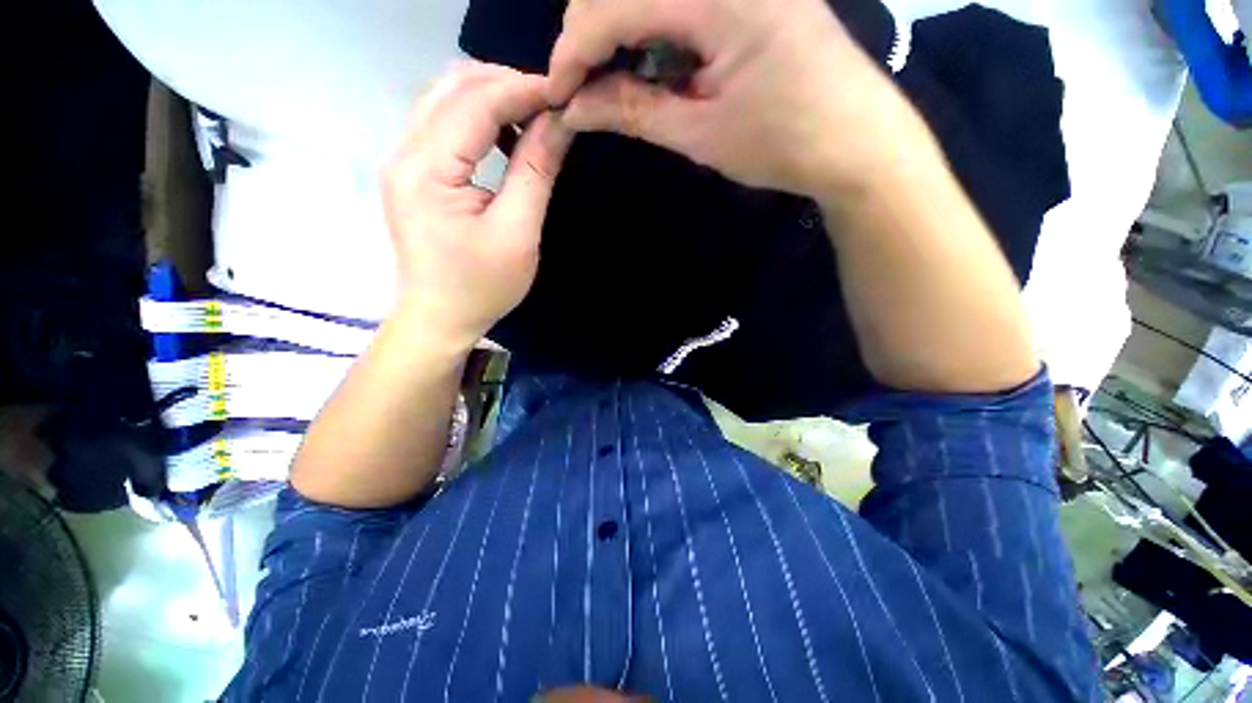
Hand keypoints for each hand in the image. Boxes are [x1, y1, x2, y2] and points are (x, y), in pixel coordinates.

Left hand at [382, 62, 572, 350]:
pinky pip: (444, 124)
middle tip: (551, 103)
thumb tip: (559, 122)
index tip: (564, 92)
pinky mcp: (413, 172)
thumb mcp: (517, 233)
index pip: (475, 103)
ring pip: (446, 99)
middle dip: (507, 84)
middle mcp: (404, 152)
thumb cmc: (481, 286)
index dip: (522, 89)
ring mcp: (403, 160)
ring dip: (492, 97)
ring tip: (533, 115)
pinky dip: (479, 118)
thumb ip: (535, 172)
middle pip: (453, 87)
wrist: (440, 317)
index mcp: (426, 169)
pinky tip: (505, 135)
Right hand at [548, 0, 936, 198]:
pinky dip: (654, 26)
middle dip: (591, 34)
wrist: (855, 141)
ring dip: (621, 28)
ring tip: (613, 81)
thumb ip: (634, 111)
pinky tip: (653, 61)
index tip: (556, 93)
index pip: (614, 3)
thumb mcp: (700, 134)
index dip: (573, 49)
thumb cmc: (782, 144)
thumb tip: (576, 108)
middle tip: (583, 88)